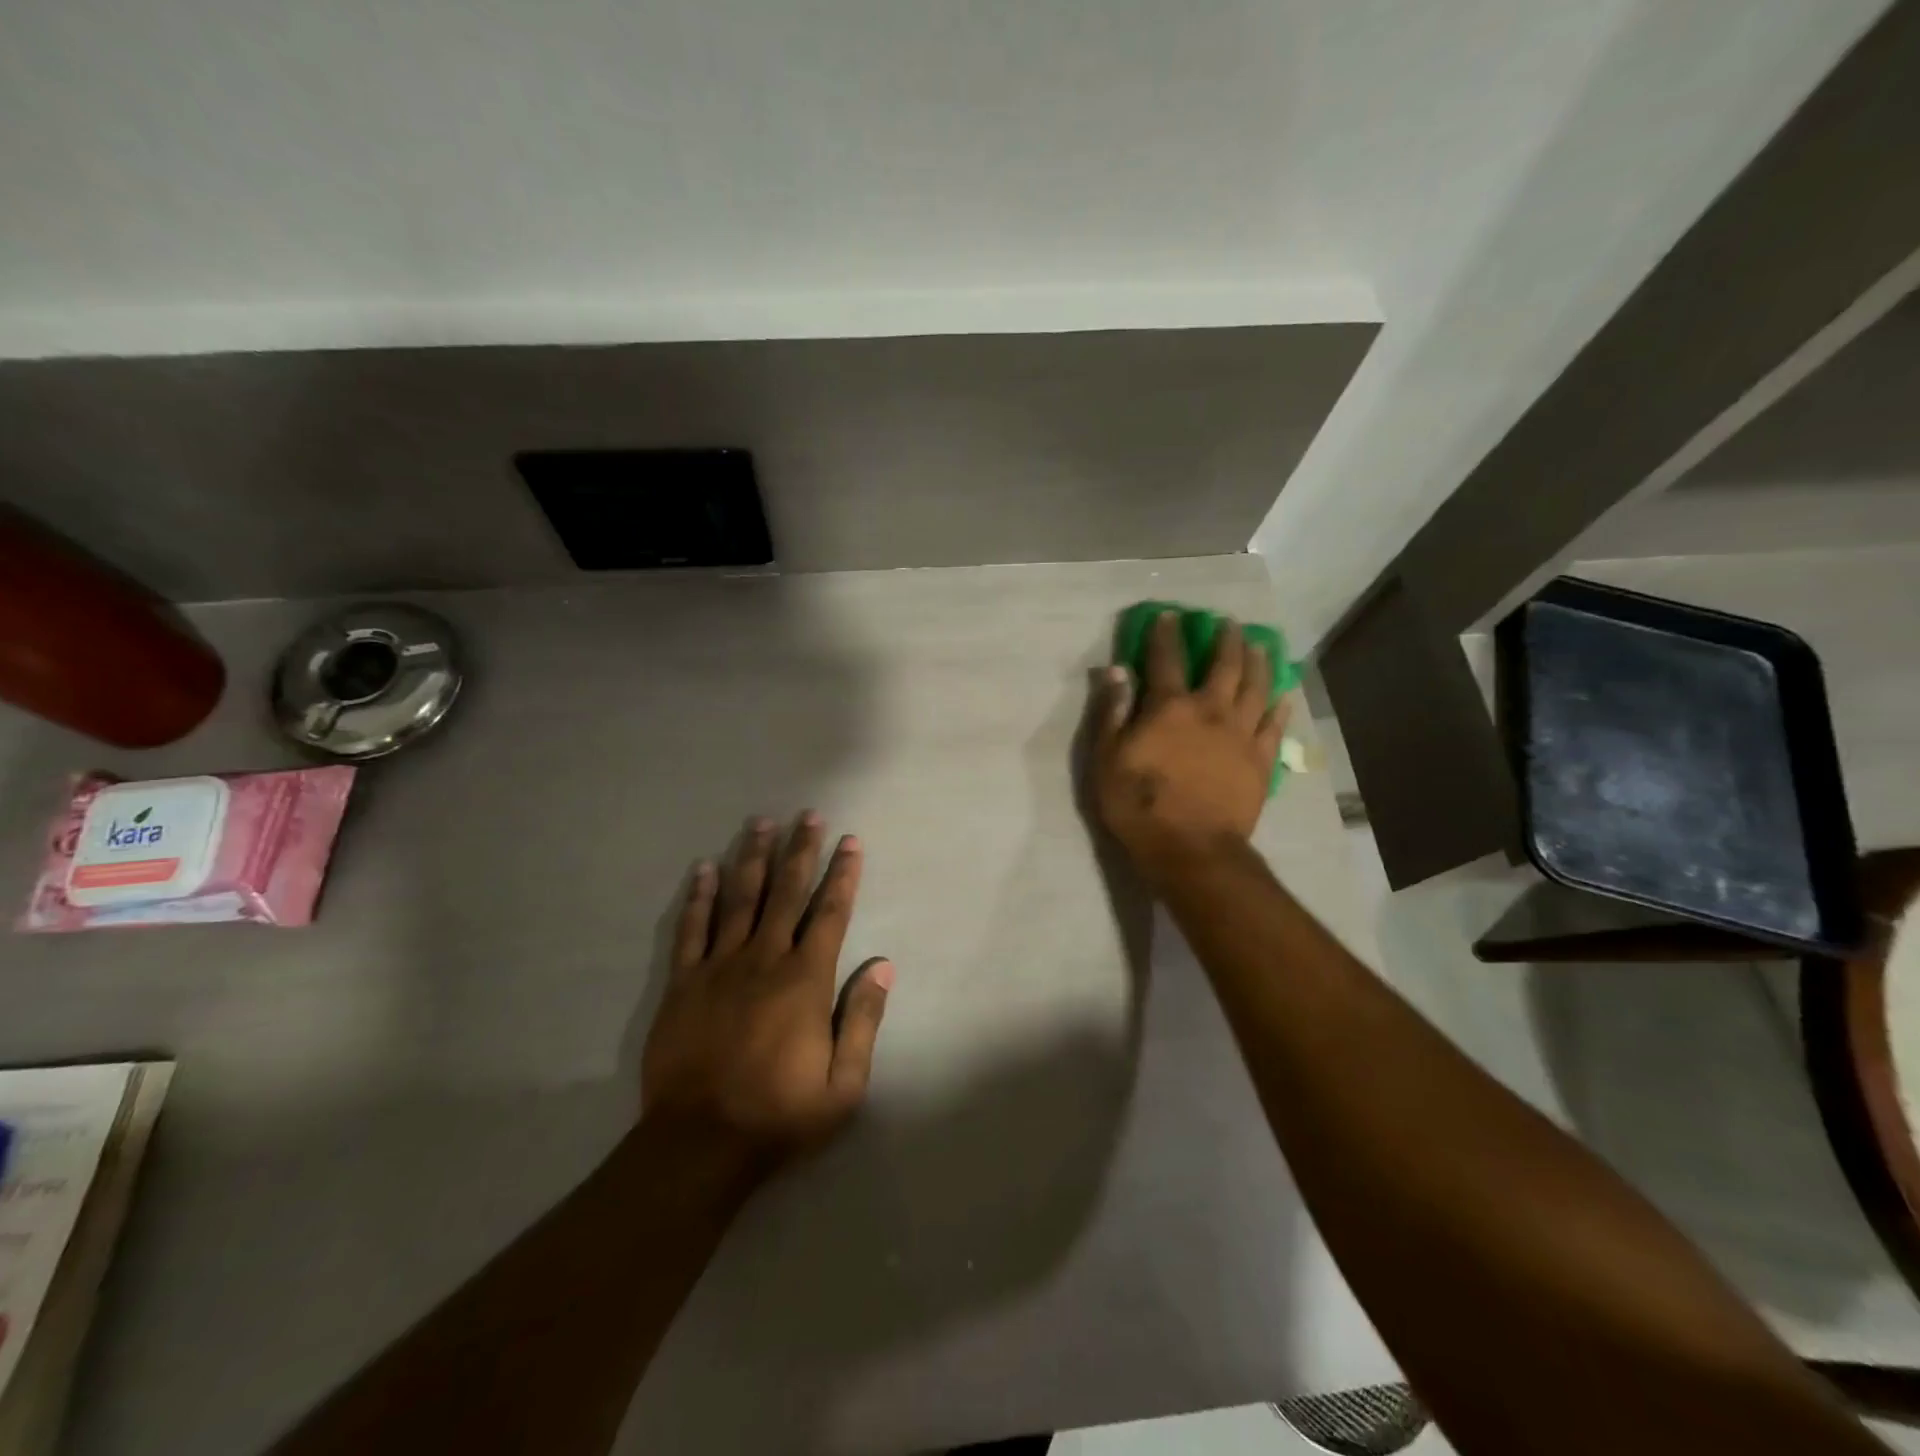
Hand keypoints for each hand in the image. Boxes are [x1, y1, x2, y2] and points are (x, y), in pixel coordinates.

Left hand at [640, 813, 892, 1170]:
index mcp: (805, 980)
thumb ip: (863, 1019)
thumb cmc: (780, 1115)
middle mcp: (764, 960)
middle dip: (800, 851)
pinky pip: (692, 930)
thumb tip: (883, 965)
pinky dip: (700, 896)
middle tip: (808, 815)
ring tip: (761, 823)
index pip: (830, 913)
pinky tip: (704, 868)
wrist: (699, 1145)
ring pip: (740, 899)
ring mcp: (719, 967)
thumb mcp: (844, 1084)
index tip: (850, 841)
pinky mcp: (683, 983)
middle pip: (786, 893)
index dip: (843, 875)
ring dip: (753, 858)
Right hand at [1091, 612, 1285, 887]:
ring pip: (1257, 687)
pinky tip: (1283, 694)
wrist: (1191, 849)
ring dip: (1258, 662)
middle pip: (1224, 665)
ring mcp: (1241, 734)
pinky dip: (1279, 705)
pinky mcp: (1261, 760)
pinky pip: (1275, 725)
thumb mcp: (1107, 759)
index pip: (1167, 659)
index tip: (1171, 615)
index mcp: (1170, 707)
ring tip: (1259, 645)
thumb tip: (1117, 670)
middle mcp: (1211, 710)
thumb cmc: (1139, 805)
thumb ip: (1112, 712)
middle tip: (1228, 623)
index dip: (1167, 634)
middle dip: (1224, 640)